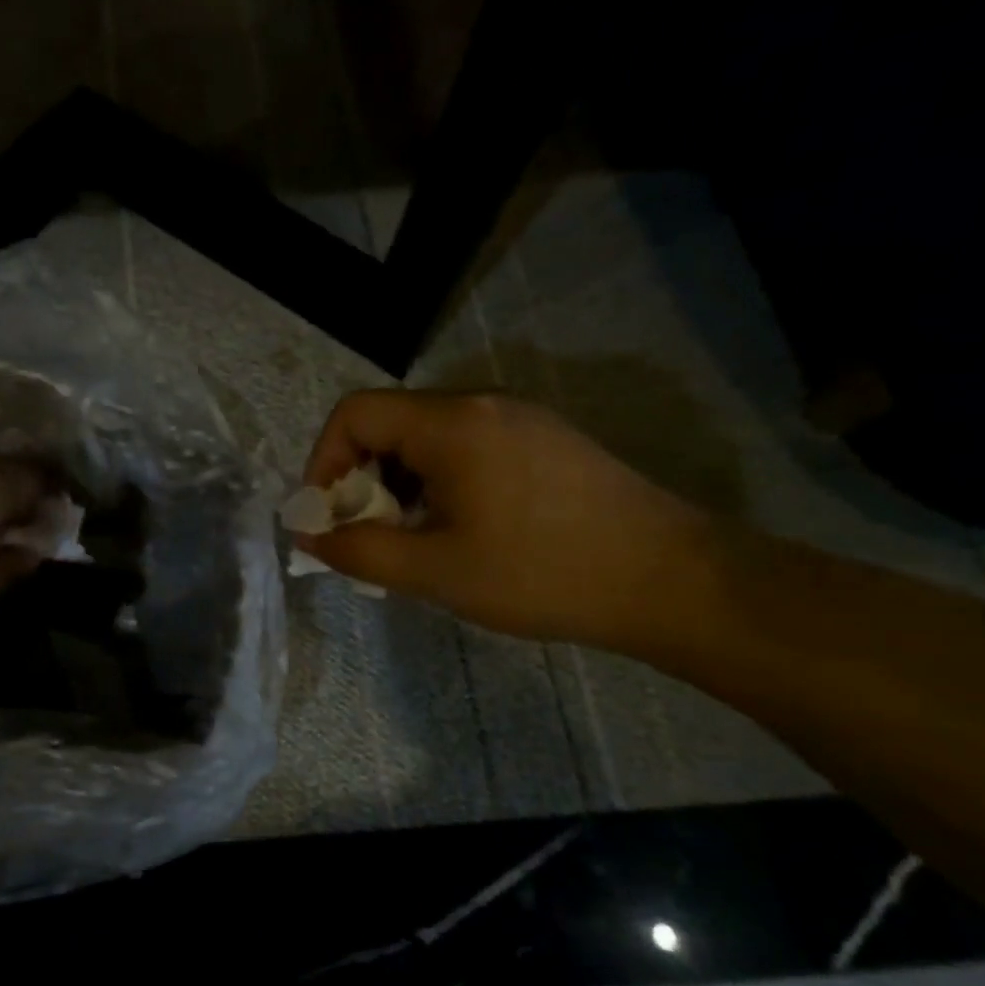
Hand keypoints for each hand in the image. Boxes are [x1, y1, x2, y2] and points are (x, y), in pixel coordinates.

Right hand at [298, 391, 712, 646]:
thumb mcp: (436, 570)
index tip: (328, 515)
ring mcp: (517, 418)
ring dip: (399, 483)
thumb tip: (311, 536)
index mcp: (451, 423)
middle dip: (360, 478)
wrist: (673, 582)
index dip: (323, 461)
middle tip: (369, 534)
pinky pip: (465, 446)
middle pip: (389, 422)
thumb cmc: (542, 573)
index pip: (354, 413)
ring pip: (426, 437)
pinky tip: (459, 529)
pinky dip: (437, 481)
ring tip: (413, 538)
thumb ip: (360, 551)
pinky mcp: (543, 440)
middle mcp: (481, 403)